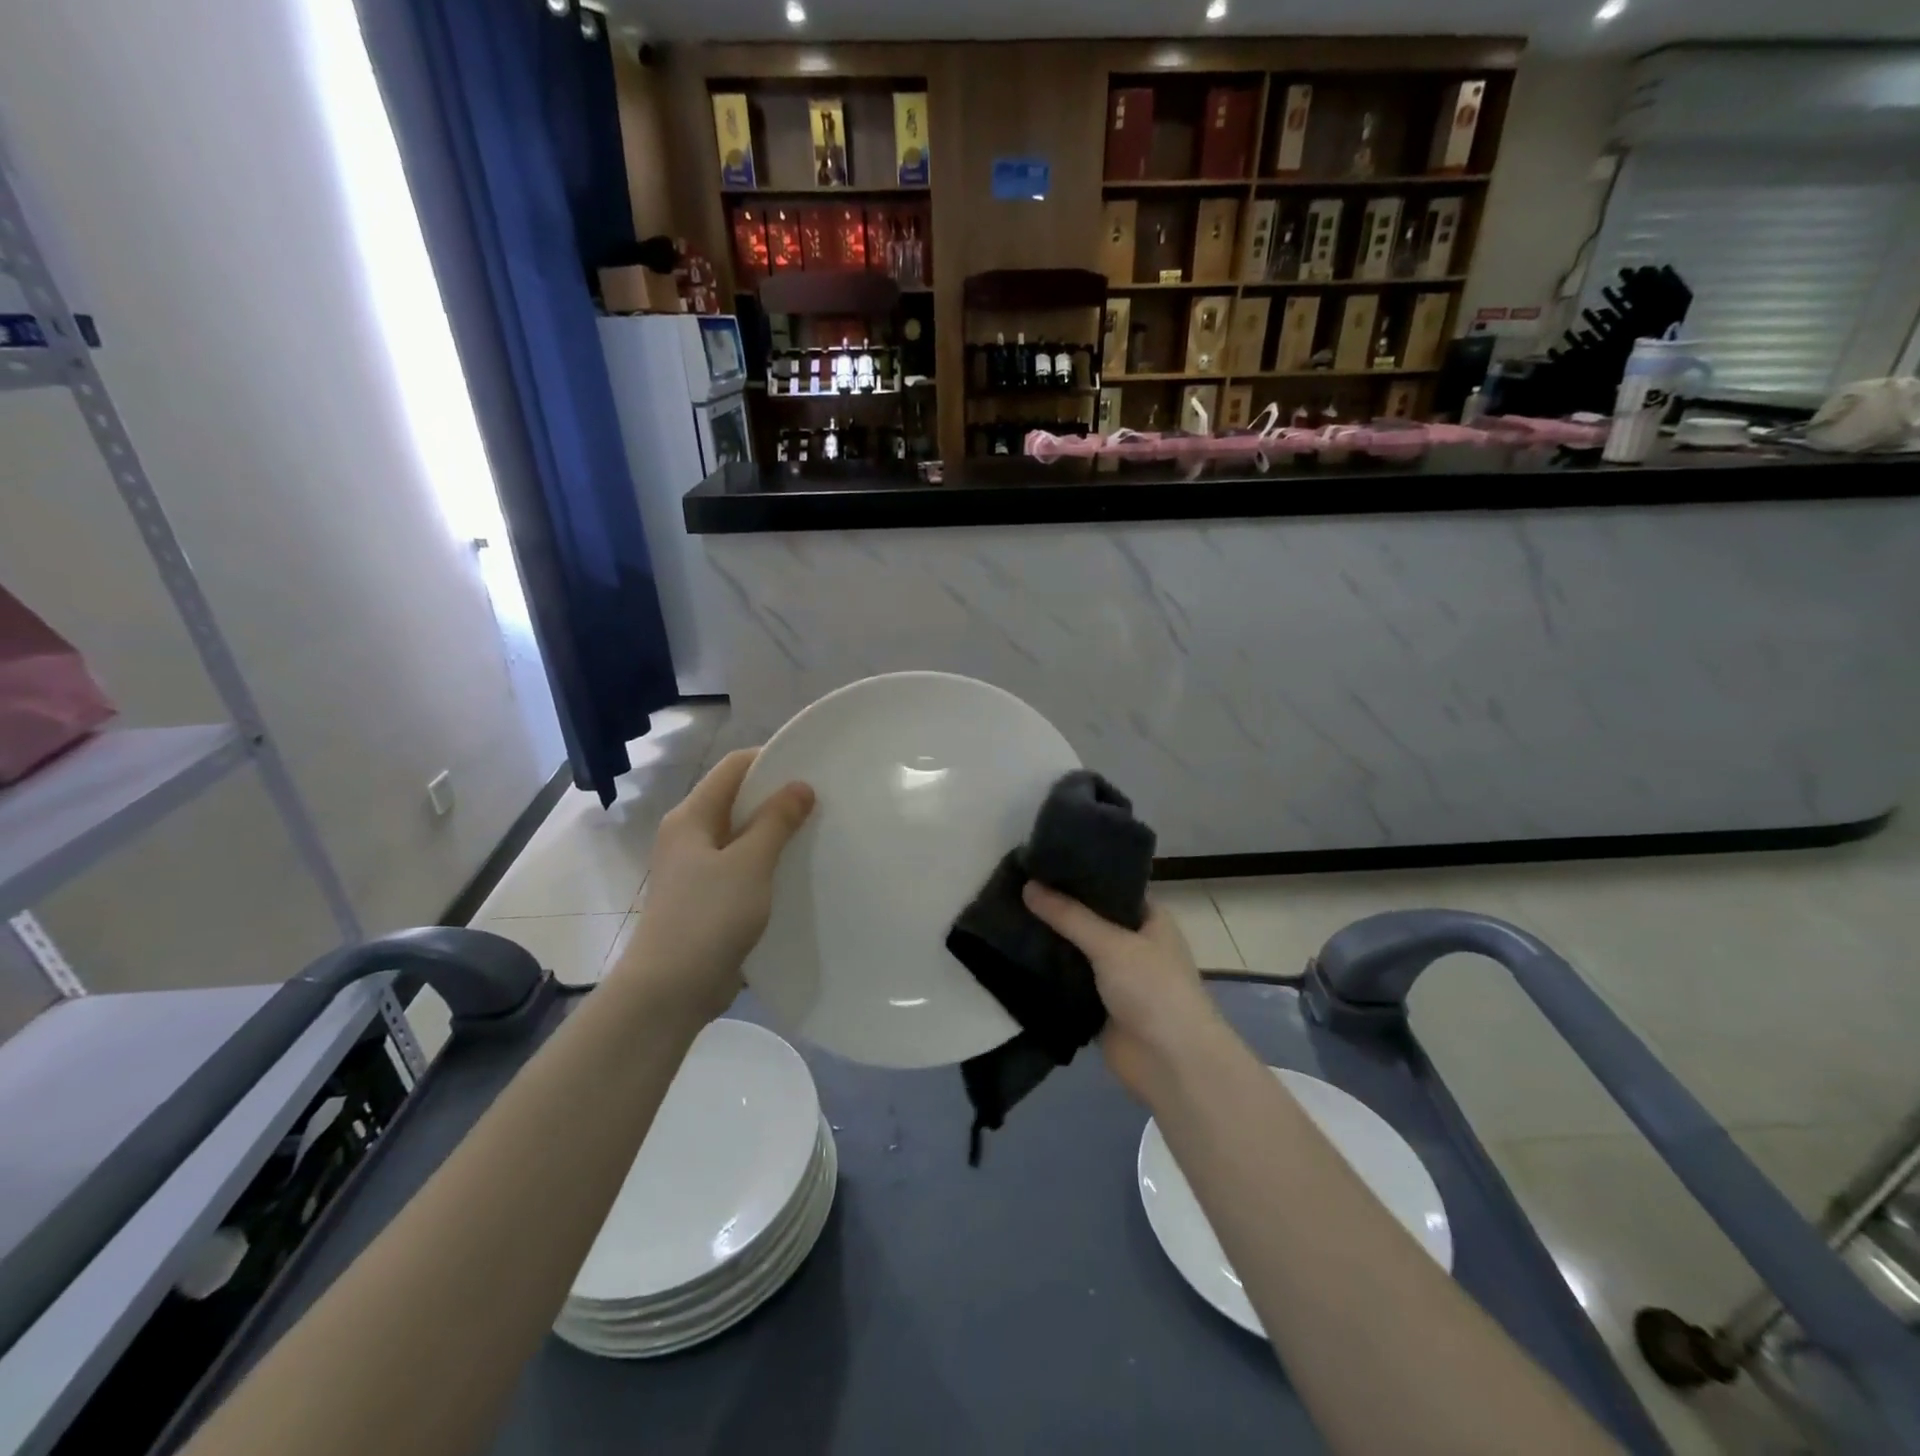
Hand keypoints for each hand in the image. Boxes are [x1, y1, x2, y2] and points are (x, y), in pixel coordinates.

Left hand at [613, 749, 814, 1022]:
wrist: (670, 990)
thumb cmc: (708, 916)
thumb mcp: (749, 863)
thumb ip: (776, 821)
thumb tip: (800, 786)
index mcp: (691, 817)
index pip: (733, 767)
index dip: (771, 759)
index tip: (812, 766)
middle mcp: (689, 835)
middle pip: (737, 799)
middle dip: (777, 797)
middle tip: (822, 801)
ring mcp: (695, 869)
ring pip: (741, 836)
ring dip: (775, 833)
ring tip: (816, 833)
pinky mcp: (706, 899)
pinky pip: (741, 867)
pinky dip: (767, 863)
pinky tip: (796, 872)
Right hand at [1022, 883, 1230, 1102]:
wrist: (1171, 1064)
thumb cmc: (1153, 989)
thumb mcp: (1111, 944)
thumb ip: (1068, 916)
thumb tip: (1027, 885)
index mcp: (1149, 919)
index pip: (1110, 888)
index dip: (1079, 876)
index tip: (1040, 863)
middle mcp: (1134, 944)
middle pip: (1089, 920)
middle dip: (1057, 910)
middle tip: (1015, 888)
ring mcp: (1116, 978)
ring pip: (1076, 953)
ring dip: (1050, 943)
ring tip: (1006, 917)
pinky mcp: (1099, 1007)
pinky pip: (1068, 984)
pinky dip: (1048, 975)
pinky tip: (1014, 957)